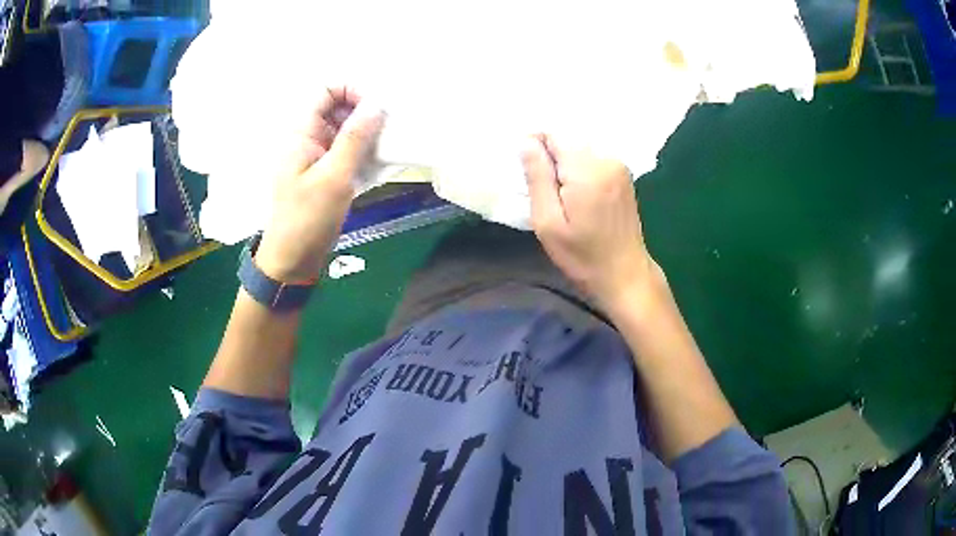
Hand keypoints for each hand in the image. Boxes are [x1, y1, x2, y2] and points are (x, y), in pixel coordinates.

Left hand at [255, 87, 384, 282]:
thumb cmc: (307, 218)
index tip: (377, 106)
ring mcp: (319, 155)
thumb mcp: (334, 177)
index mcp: (301, 133)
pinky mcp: (328, 171)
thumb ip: (355, 138)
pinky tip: (383, 161)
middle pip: (339, 107)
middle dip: (365, 111)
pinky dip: (366, 151)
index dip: (351, 90)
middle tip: (391, 126)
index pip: (325, 91)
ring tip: (391, 143)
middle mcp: (310, 138)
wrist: (293, 259)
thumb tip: (376, 104)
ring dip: (369, 132)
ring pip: (347, 129)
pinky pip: (349, 150)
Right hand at [521, 135, 661, 312]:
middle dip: (549, 154)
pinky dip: (579, 167)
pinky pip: (593, 157)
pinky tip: (575, 191)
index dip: (534, 145)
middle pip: (568, 137)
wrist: (625, 274)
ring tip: (558, 191)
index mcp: (587, 169)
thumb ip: (537, 177)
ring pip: (580, 146)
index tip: (526, 170)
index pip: (554, 133)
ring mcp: (618, 165)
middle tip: (541, 186)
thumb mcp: (548, 222)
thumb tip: (525, 142)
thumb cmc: (583, 255)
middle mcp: (606, 158)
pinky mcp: (623, 174)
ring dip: (564, 162)